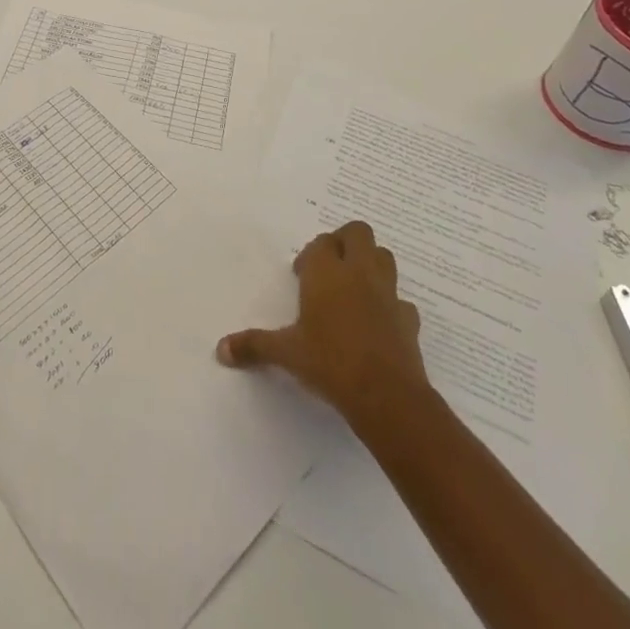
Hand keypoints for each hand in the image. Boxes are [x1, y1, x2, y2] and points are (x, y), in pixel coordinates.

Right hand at [217, 220, 427, 430]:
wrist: (386, 396)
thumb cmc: (329, 363)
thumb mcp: (286, 354)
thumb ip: (254, 345)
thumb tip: (221, 349)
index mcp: (327, 273)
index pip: (321, 242)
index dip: (311, 254)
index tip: (301, 275)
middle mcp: (358, 273)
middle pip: (358, 232)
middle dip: (345, 242)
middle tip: (330, 268)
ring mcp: (388, 294)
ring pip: (384, 257)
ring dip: (370, 263)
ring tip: (354, 288)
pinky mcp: (408, 319)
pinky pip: (401, 301)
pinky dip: (391, 305)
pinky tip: (378, 322)